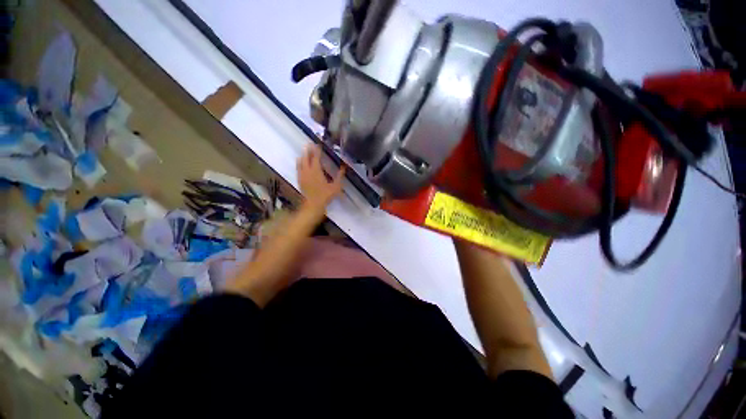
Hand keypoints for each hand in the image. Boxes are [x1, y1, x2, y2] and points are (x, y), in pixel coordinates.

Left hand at [297, 144, 345, 210]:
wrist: (313, 205)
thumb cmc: (325, 195)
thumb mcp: (336, 186)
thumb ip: (339, 176)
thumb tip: (344, 167)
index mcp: (316, 170)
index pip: (316, 157)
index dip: (317, 150)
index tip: (318, 144)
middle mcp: (307, 171)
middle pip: (306, 157)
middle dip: (308, 150)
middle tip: (309, 143)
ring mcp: (302, 175)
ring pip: (300, 162)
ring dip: (303, 155)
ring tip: (304, 151)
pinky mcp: (300, 180)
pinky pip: (298, 168)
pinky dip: (299, 163)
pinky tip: (300, 162)